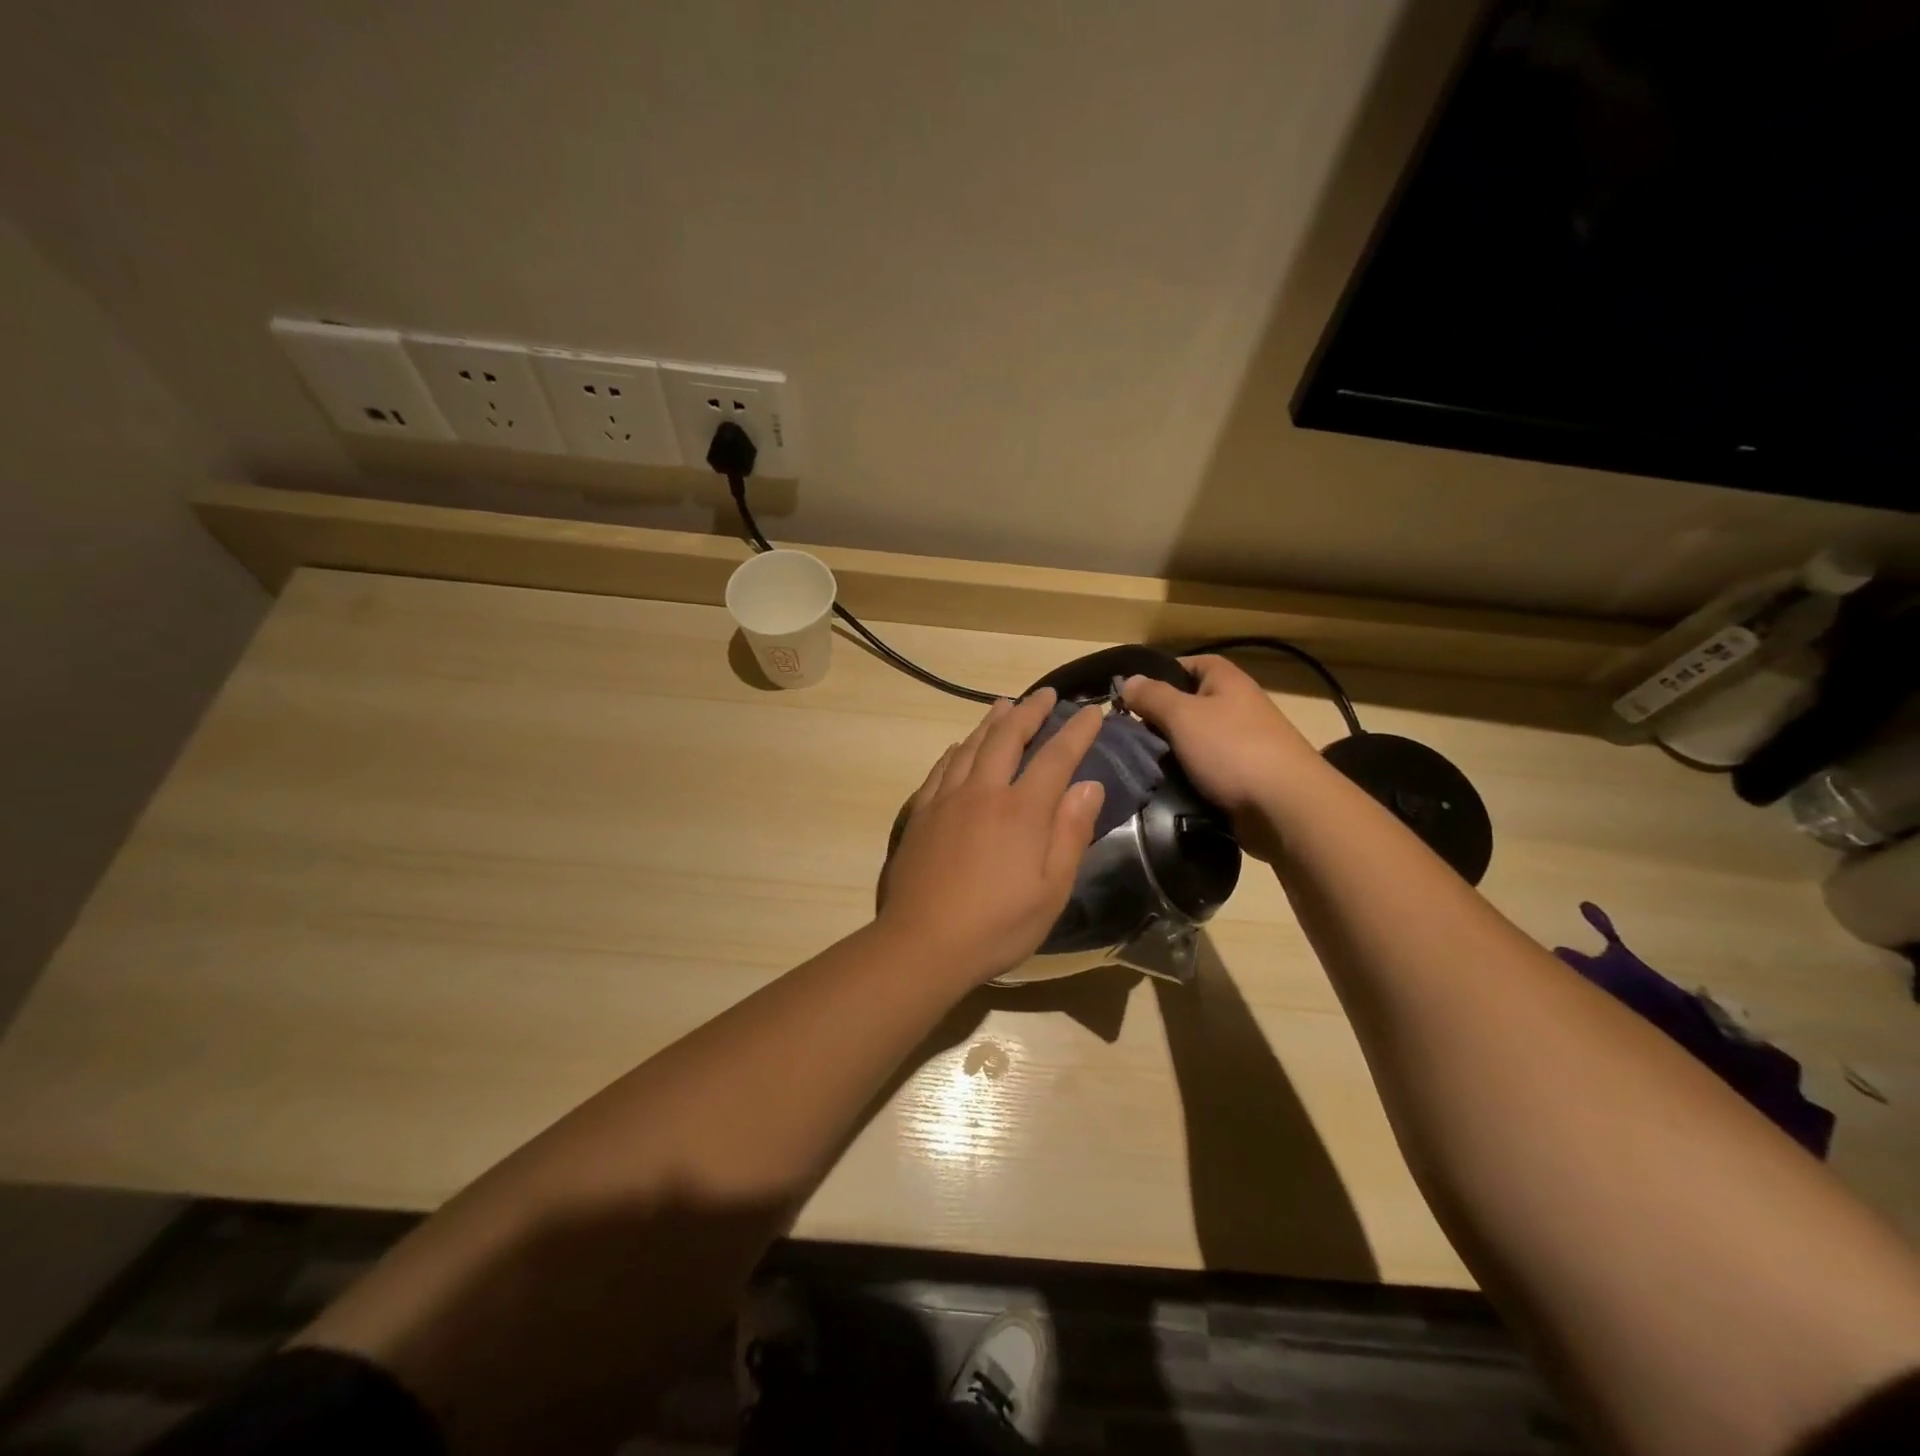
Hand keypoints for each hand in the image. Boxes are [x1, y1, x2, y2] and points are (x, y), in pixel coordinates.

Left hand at [878, 689, 1105, 984]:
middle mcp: (983, 792)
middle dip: (1030, 712)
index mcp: (1021, 810)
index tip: (1093, 710)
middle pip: (1008, 738)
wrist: (923, 942)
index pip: (1056, 757)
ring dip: (992, 721)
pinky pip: (942, 768)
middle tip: (1045, 694)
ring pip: (971, 745)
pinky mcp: (921, 813)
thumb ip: (1071, 833)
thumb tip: (1089, 785)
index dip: (1077, 731)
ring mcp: (947, 799)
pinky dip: (957, 749)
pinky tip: (960, 746)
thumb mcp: (1052, 890)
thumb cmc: (998, 924)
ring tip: (1005, 704)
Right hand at [1122, 656, 1326, 859]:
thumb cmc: (1232, 749)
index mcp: (1227, 681)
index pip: (1189, 663)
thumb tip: (1128, 681)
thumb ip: (1152, 696)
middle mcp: (1236, 706)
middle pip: (1188, 704)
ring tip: (1138, 762)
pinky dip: (1185, 776)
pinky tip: (1163, 785)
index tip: (1130, 695)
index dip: (1159, 674)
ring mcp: (1241, 743)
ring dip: (1169, 752)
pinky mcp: (1241, 776)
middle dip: (1158, 718)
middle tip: (1126, 734)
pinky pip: (1204, 769)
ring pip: (1193, 740)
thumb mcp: (1183, 715)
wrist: (1284, 807)